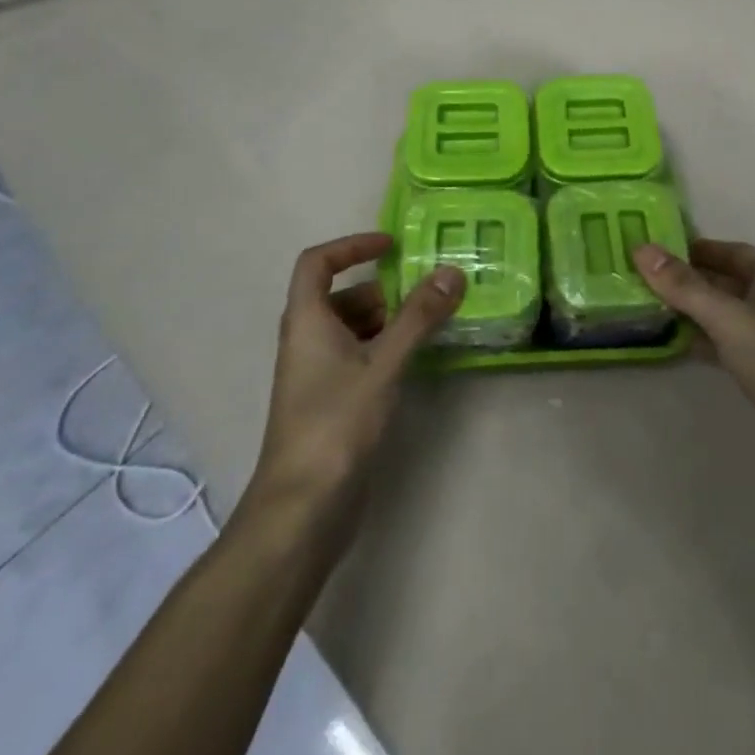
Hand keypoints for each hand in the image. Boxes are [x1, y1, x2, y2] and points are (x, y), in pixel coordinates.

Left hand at [253, 232, 463, 516]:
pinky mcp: (332, 401)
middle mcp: (306, 340)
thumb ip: (418, 317)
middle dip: (385, 289)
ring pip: (353, 328)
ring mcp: (317, 373)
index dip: (352, 245)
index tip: (391, 245)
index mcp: (306, 320)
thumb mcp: (382, 364)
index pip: (317, 262)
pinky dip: (386, 348)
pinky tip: (417, 360)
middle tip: (429, 292)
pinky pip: (359, 356)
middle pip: (342, 295)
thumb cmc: (335, 424)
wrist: (302, 509)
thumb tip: (452, 272)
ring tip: (433, 323)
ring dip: (390, 320)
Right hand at [632, 239, 754, 498]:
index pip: (724, 250)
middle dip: (683, 280)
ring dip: (690, 310)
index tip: (648, 250)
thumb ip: (683, 286)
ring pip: (722, 312)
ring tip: (646, 308)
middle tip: (637, 279)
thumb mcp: (728, 317)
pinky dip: (702, 338)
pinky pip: (727, 341)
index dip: (687, 248)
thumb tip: (641, 249)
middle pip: (721, 280)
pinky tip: (673, 342)